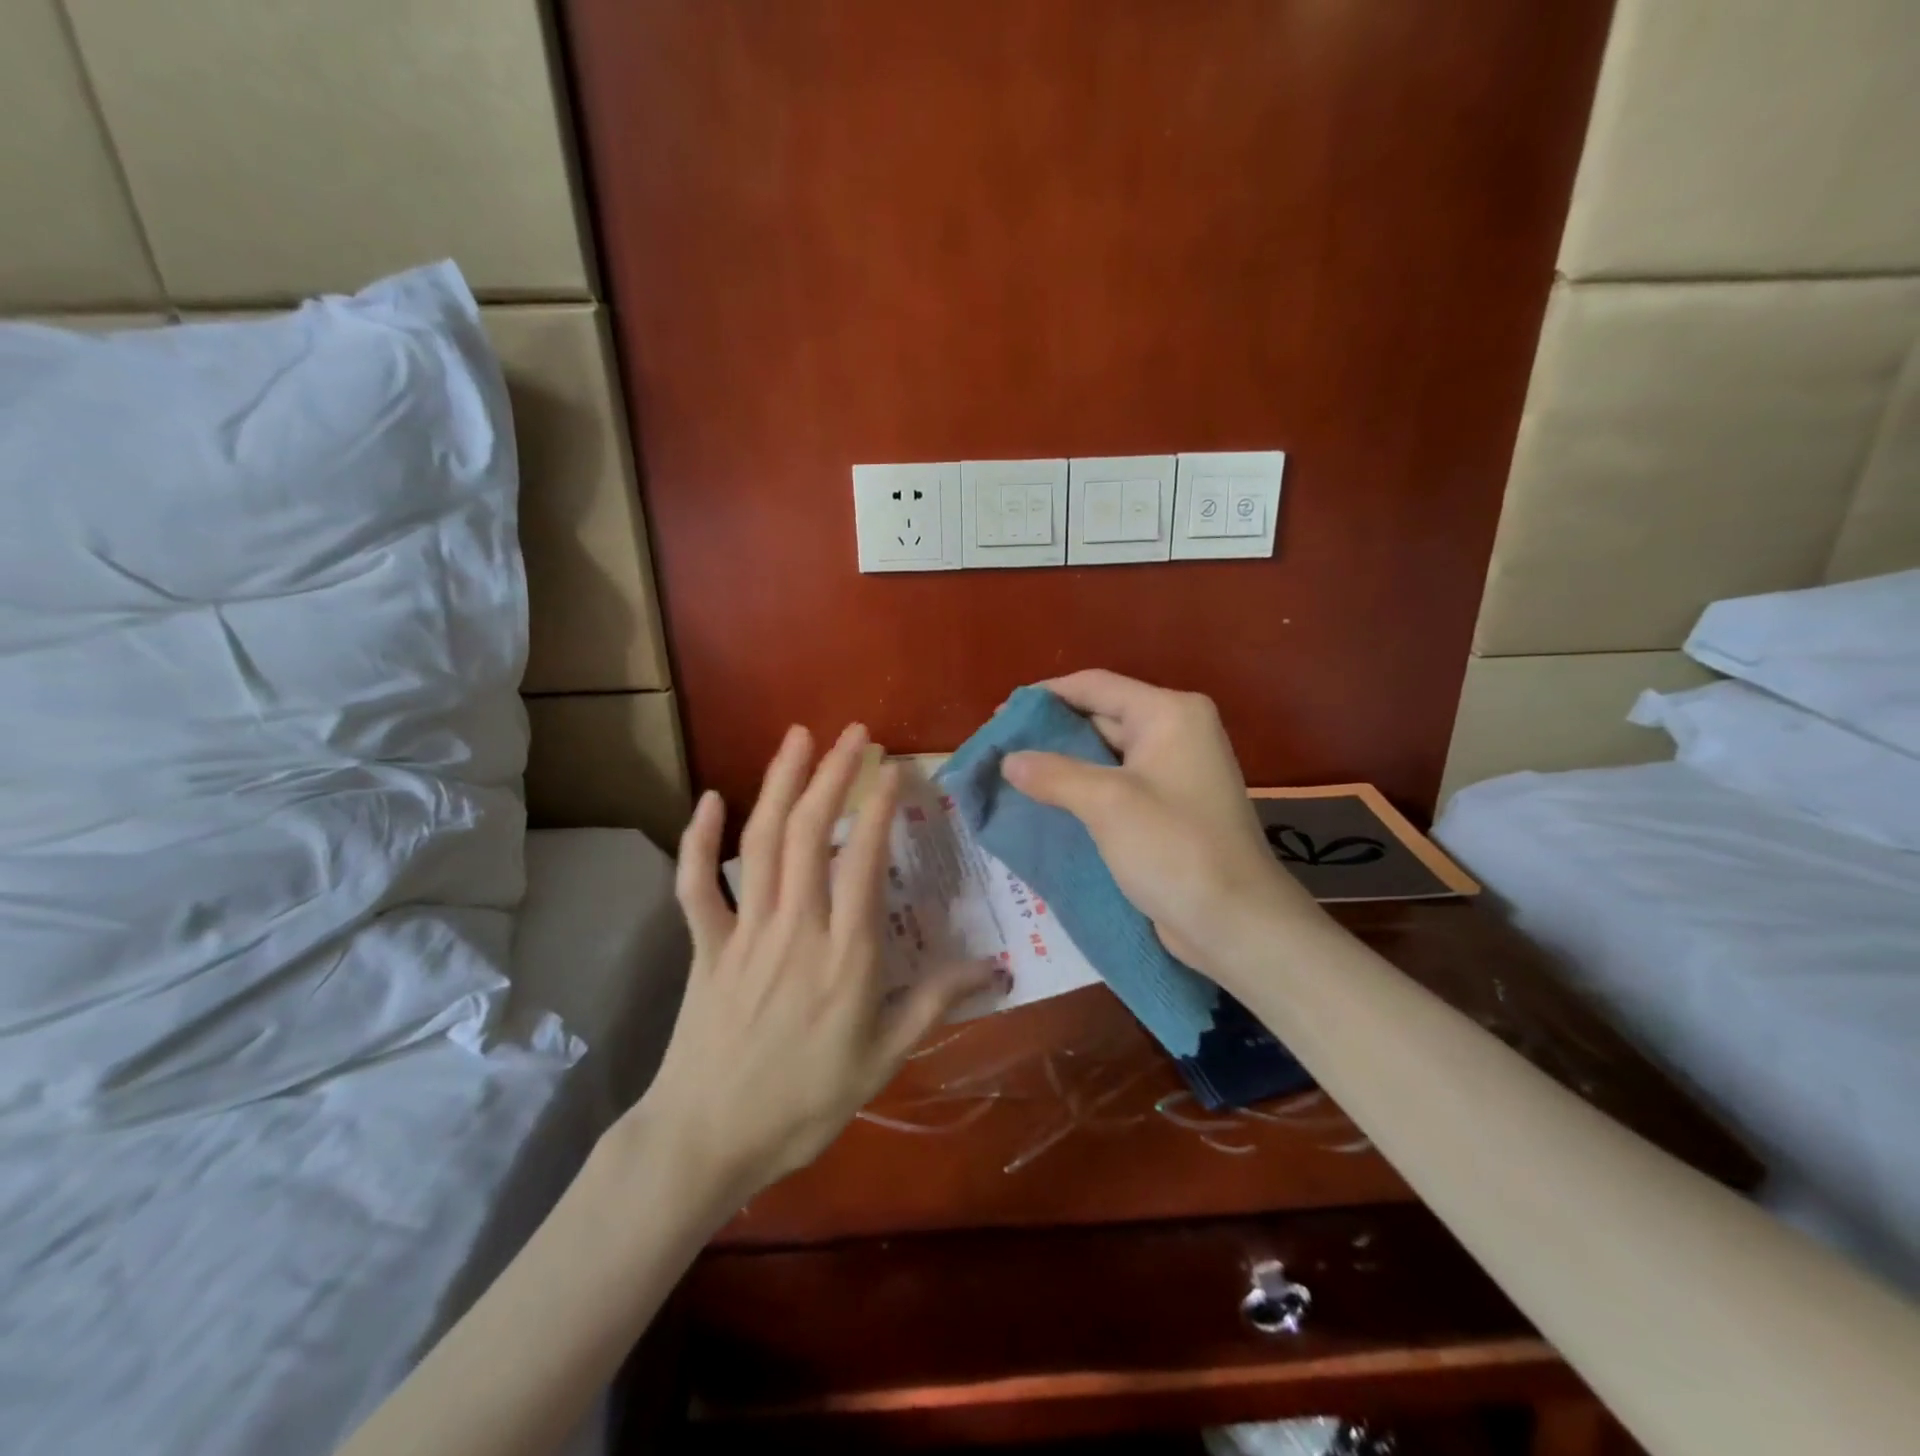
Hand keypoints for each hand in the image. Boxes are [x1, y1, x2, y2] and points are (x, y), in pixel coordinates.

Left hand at [636, 723, 997, 1206]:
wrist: (708, 1141)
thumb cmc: (804, 1104)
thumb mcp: (883, 1061)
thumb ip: (935, 1005)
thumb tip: (994, 968)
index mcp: (844, 955)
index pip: (864, 861)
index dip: (879, 806)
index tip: (895, 768)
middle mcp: (795, 927)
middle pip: (810, 833)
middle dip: (833, 774)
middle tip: (854, 733)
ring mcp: (745, 932)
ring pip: (760, 843)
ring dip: (780, 783)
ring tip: (798, 737)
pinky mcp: (706, 945)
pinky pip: (696, 885)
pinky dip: (698, 840)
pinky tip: (709, 798)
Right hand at [1001, 670, 1323, 985]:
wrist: (1235, 921)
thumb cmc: (1174, 848)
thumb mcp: (1106, 803)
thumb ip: (1053, 774)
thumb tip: (1008, 759)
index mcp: (1169, 713)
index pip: (1095, 686)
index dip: (1045, 696)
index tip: (1001, 715)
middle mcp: (1175, 731)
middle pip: (1101, 715)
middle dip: (1051, 732)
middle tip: (1001, 749)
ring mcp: (1174, 770)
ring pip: (1105, 753)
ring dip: (1063, 763)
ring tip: (1014, 775)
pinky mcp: (1168, 806)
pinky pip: (1116, 784)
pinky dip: (1082, 788)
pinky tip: (1047, 802)